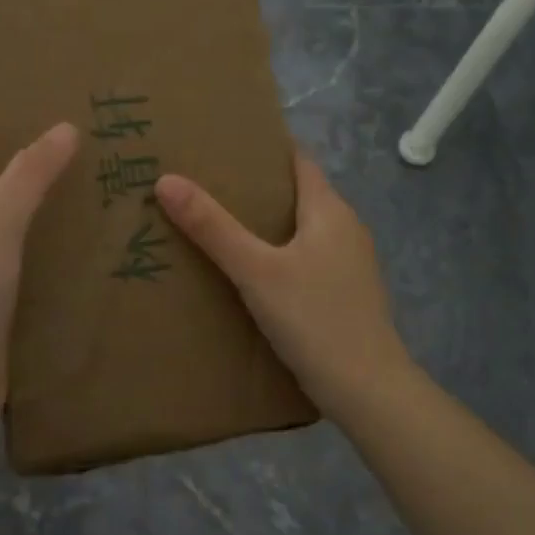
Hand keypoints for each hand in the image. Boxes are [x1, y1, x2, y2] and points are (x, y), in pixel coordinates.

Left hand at [0, 104, 79, 433]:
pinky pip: (42, 270)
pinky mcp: (13, 310)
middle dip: (19, 161)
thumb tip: (64, 128)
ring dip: (49, 209)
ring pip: (21, 231)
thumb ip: (25, 180)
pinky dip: (63, 256)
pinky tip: (97, 253)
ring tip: (96, 186)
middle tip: (68, 134)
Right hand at [155, 150, 411, 416]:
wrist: (367, 390)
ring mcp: (349, 265)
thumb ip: (213, 228)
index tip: (224, 145)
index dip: (265, 149)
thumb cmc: (313, 319)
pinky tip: (252, 274)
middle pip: (299, 195)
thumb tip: (167, 181)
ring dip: (268, 225)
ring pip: (303, 231)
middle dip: (258, 189)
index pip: (298, 161)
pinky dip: (280, 256)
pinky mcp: (345, 295)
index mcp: (330, 211)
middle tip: (209, 186)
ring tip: (221, 226)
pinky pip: (307, 260)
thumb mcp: (255, 271)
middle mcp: (346, 229)